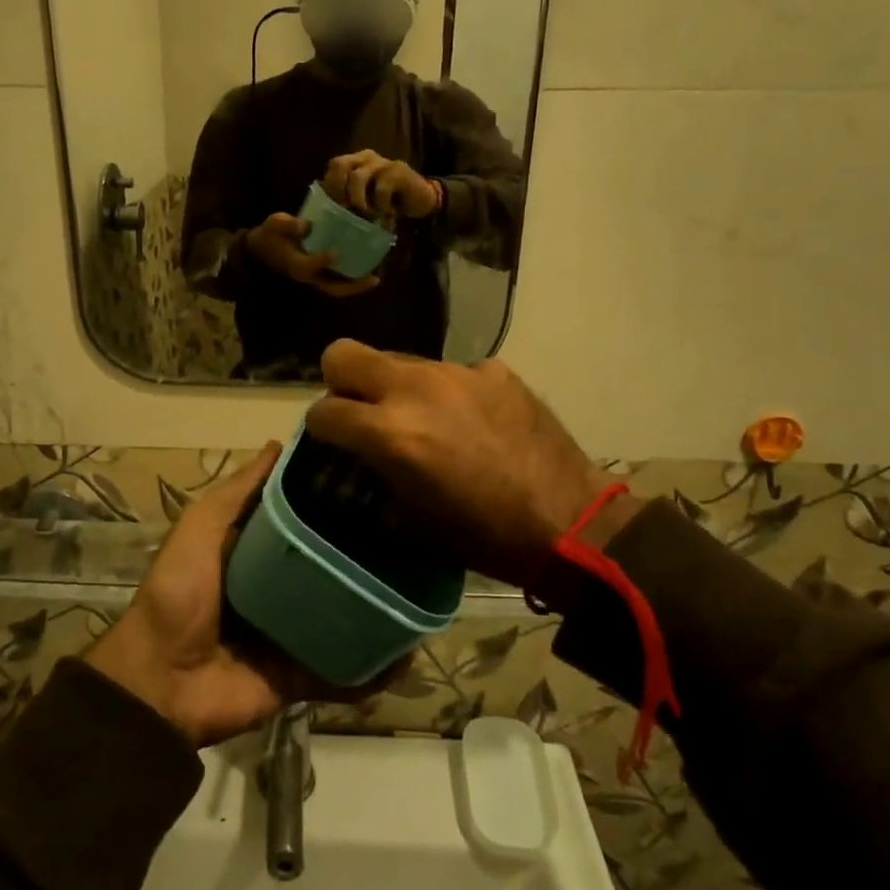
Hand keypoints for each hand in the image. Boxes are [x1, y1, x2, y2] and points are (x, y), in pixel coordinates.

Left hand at [89, 444, 401, 745]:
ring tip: (424, 589)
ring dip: (378, 608)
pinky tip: (409, 652)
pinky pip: (344, 671)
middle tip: (414, 534)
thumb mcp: (202, 527)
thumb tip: (278, 443)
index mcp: (255, 553)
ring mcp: (292, 635)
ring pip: (345, 616)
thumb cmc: (179, 592)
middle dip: (365, 554)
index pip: (303, 520)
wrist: (161, 682)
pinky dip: (374, 667)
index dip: (332, 501)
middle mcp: (278, 590)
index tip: (375, 480)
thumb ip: (238, 491)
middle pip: (329, 566)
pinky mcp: (301, 676)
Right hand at [245, 212, 379, 298]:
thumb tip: (306, 226)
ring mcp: (314, 278)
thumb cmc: (270, 235)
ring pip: (337, 288)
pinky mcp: (318, 274)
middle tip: (374, 279)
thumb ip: (287, 225)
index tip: (335, 251)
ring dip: (356, 286)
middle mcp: (308, 275)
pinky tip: (366, 269)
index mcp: (296, 264)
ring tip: (375, 278)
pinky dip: (351, 279)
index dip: (323, 260)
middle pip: (333, 288)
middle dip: (353, 286)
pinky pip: (337, 282)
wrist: (261, 249)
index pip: (310, 266)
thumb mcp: (274, 225)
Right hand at [305, 340, 640, 586]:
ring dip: (399, 387)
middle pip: (344, 354)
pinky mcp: (494, 370)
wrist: (569, 522)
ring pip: (400, 361)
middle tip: (361, 411)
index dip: (321, 428)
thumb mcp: (410, 520)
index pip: (323, 410)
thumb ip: (377, 475)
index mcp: (389, 432)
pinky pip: (452, 373)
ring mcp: (457, 372)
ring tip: (426, 420)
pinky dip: (449, 393)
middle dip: (340, 382)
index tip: (333, 441)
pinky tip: (472, 422)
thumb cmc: (483, 536)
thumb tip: (368, 457)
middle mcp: (414, 389)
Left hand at [323, 150, 439, 219]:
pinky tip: (386, 216)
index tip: (334, 209)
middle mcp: (366, 157)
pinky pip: (380, 189)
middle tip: (345, 209)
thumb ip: (348, 199)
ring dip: (358, 201)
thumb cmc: (388, 203)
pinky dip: (380, 206)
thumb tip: (327, 213)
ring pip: (357, 177)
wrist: (421, 200)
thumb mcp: (365, 201)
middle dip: (338, 189)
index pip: (334, 166)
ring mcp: (382, 162)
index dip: (330, 187)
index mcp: (355, 162)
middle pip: (340, 164)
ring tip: (366, 216)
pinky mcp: (398, 171)